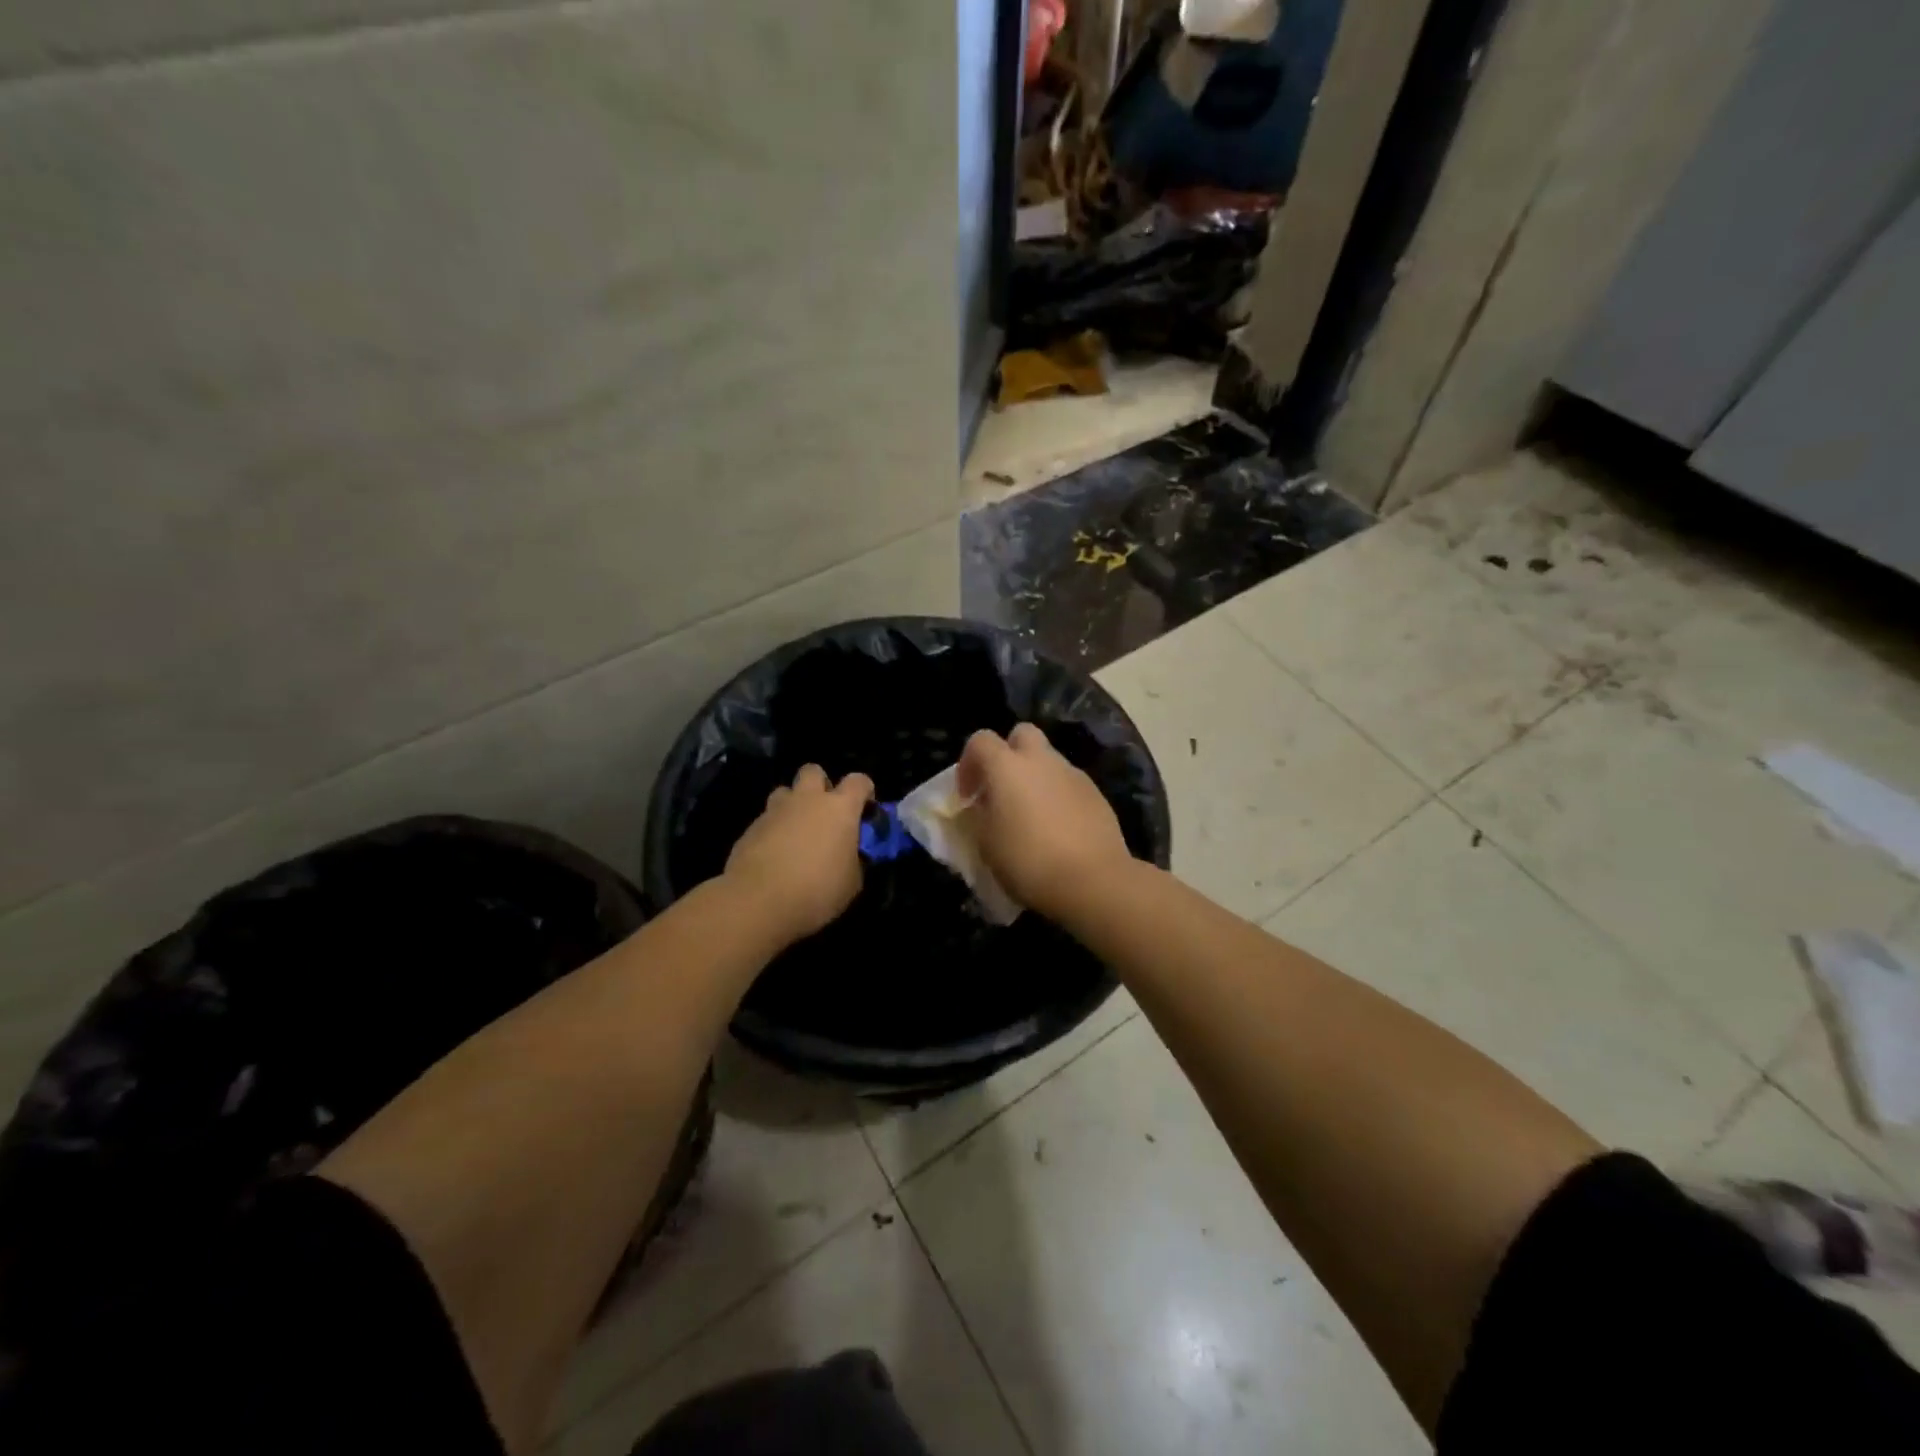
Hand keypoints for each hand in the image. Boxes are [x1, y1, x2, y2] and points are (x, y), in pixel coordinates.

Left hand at [724, 765, 873, 943]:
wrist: (758, 901)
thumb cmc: (817, 889)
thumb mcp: (851, 882)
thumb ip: (854, 860)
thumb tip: (850, 855)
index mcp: (839, 808)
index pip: (859, 781)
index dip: (865, 791)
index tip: (865, 811)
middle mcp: (807, 800)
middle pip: (813, 771)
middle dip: (821, 785)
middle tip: (824, 813)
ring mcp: (775, 811)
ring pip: (785, 792)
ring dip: (793, 805)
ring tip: (796, 833)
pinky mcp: (750, 827)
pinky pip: (767, 819)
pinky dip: (774, 830)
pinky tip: (775, 855)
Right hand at [956, 724, 1132, 919]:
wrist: (1093, 880)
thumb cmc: (1028, 861)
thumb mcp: (986, 844)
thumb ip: (979, 816)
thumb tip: (983, 805)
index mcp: (1007, 766)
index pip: (980, 741)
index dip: (968, 764)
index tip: (967, 796)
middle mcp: (1042, 760)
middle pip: (1022, 735)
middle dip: (1009, 754)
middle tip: (1002, 790)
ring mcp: (1073, 774)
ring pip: (1048, 760)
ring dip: (1035, 778)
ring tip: (1032, 816)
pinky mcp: (1096, 794)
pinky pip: (1069, 784)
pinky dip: (1058, 796)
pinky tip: (1058, 829)